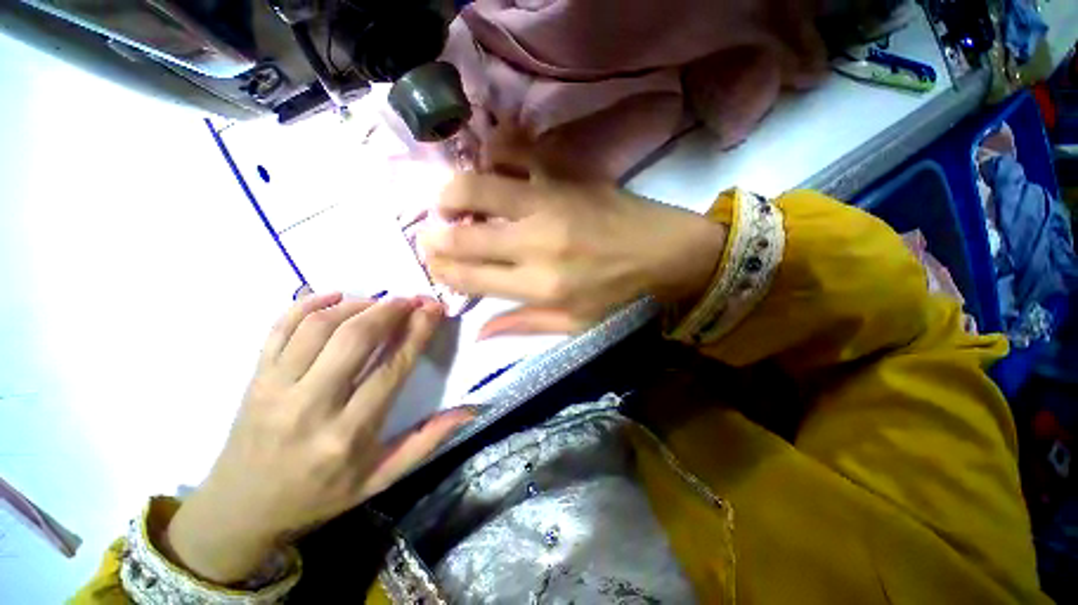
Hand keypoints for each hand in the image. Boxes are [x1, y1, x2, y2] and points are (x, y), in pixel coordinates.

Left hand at [164, 293, 472, 583]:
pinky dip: (308, 304)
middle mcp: (310, 407)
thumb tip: (468, 410)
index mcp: (348, 435)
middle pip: (354, 339)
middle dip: (389, 310)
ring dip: (356, 305)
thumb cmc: (319, 496)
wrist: (241, 510)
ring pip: (318, 327)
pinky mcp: (254, 378)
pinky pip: (278, 328)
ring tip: (379, 302)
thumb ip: (426, 442)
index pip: (392, 368)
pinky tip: (335, 296)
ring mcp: (275, 389)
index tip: (433, 308)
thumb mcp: (379, 479)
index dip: (417, 332)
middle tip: (411, 299)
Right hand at [418, 173, 727, 338]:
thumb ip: (523, 326)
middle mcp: (537, 243)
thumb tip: (478, 332)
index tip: (433, 263)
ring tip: (450, 202)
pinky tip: (491, 165)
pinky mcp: (566, 174)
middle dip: (434, 235)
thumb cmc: (620, 294)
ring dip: (452, 193)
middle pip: (465, 234)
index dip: (442, 270)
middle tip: (430, 234)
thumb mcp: (575, 326)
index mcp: (541, 286)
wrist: (665, 252)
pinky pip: (518, 149)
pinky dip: (494, 152)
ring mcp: (550, 202)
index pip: (470, 278)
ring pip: (479, 186)